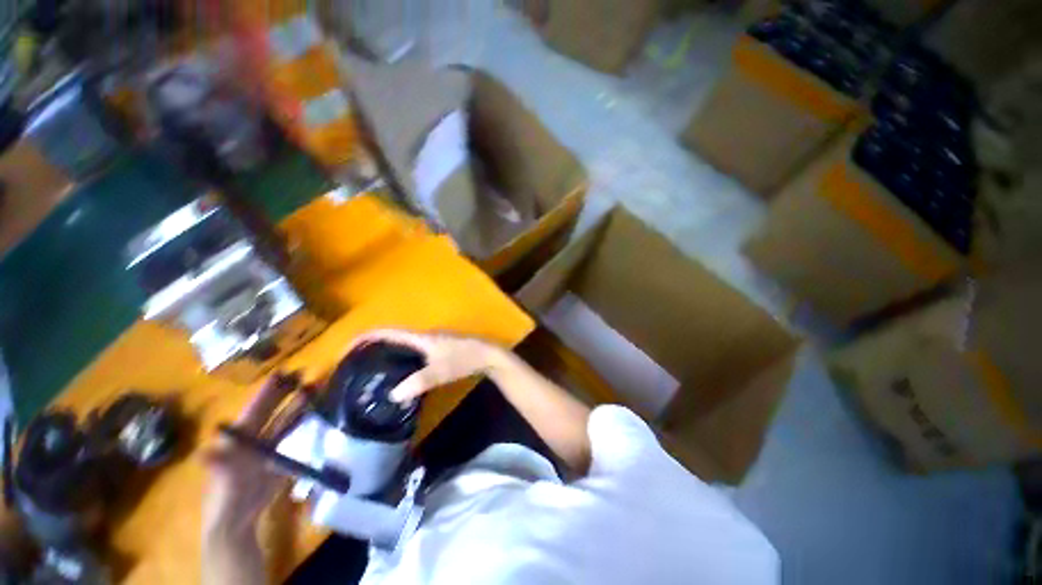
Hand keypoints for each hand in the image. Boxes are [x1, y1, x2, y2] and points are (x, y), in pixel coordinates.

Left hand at [203, 373, 302, 538]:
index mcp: (239, 438)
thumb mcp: (222, 482)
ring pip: (285, 420)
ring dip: (298, 405)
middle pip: (272, 410)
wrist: (238, 521)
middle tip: (304, 374)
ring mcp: (267, 447)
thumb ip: (219, 466)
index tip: (284, 372)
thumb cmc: (227, 499)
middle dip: (287, 392)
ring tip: (314, 389)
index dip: (268, 391)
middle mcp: (254, 437)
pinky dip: (301, 421)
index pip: (256, 409)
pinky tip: (312, 412)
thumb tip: (203, 454)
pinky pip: (291, 434)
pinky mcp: (278, 457)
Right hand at [348, 330, 508, 402]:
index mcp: (420, 337)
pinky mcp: (437, 348)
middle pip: (392, 337)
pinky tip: (399, 373)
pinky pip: (412, 351)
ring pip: (403, 345)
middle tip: (356, 364)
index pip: (387, 332)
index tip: (346, 348)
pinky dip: (401, 358)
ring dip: (387, 353)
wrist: (486, 355)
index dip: (365, 337)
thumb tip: (392, 395)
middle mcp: (423, 336)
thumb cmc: (463, 359)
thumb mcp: (440, 372)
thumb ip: (418, 382)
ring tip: (372, 370)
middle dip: (373, 347)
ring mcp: (431, 341)